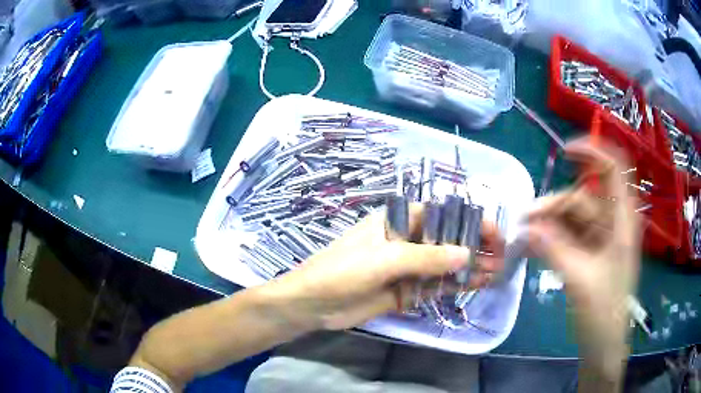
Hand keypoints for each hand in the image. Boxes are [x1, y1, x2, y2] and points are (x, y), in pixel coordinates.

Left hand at [265, 204, 503, 330]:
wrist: (313, 304)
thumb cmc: (343, 271)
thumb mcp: (385, 259)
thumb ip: (426, 258)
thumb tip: (466, 254)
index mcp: (398, 221)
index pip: (441, 215)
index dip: (469, 222)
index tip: (493, 235)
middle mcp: (406, 240)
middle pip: (447, 240)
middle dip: (474, 247)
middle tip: (501, 258)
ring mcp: (407, 267)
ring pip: (444, 264)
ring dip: (469, 267)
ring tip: (496, 273)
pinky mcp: (405, 290)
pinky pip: (434, 285)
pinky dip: (454, 285)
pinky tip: (476, 285)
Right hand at [526, 138, 640, 376]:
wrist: (603, 345)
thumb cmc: (603, 313)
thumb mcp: (580, 280)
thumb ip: (554, 249)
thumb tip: (527, 227)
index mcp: (621, 220)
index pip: (613, 168)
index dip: (592, 152)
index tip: (563, 152)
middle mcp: (612, 222)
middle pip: (583, 196)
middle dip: (555, 204)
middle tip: (525, 221)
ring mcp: (600, 238)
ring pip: (572, 216)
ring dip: (549, 223)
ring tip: (525, 239)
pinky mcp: (589, 252)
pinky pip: (568, 234)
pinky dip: (551, 237)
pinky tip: (534, 247)